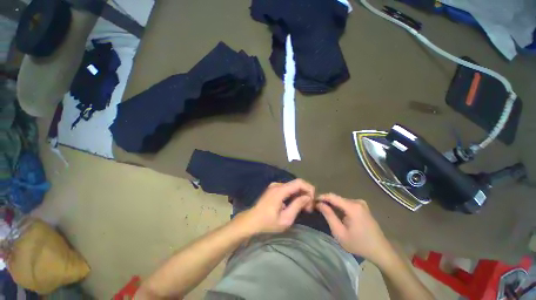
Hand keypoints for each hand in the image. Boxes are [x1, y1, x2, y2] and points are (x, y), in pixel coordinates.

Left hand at [237, 179, 314, 234]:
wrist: (251, 221)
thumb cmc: (267, 223)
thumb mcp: (285, 219)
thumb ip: (297, 206)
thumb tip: (308, 197)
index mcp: (280, 190)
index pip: (299, 182)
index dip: (309, 189)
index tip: (312, 202)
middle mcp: (277, 184)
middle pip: (297, 183)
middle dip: (306, 193)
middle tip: (308, 208)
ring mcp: (274, 185)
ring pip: (293, 186)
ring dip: (300, 194)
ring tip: (303, 208)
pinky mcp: (273, 189)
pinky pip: (287, 188)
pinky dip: (294, 194)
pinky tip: (294, 204)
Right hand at [316, 194, 392, 264]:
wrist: (380, 251)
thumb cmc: (359, 244)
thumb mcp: (339, 233)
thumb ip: (329, 216)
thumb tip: (319, 204)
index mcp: (352, 207)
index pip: (332, 196)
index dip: (321, 197)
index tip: (312, 201)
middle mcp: (357, 201)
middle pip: (337, 198)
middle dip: (326, 202)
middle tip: (317, 208)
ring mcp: (361, 203)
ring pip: (341, 201)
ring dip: (332, 205)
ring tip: (324, 211)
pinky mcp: (363, 207)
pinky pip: (347, 204)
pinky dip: (339, 207)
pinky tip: (336, 214)